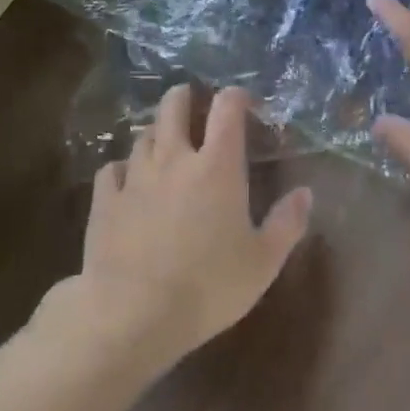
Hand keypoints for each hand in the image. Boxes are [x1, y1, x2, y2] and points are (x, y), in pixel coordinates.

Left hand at [79, 85, 312, 362]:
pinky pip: (112, 169)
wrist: (132, 314)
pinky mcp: (104, 201)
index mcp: (218, 167)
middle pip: (174, 107)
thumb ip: (287, 223)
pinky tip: (126, 180)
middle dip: (185, 97)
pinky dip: (122, 168)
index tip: (242, 99)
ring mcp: (134, 178)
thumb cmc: (208, 287)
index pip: (227, 110)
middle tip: (192, 100)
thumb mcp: (263, 262)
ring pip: (142, 135)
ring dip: (156, 132)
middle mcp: (174, 160)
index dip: (235, 96)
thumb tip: (305, 192)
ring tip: (164, 141)